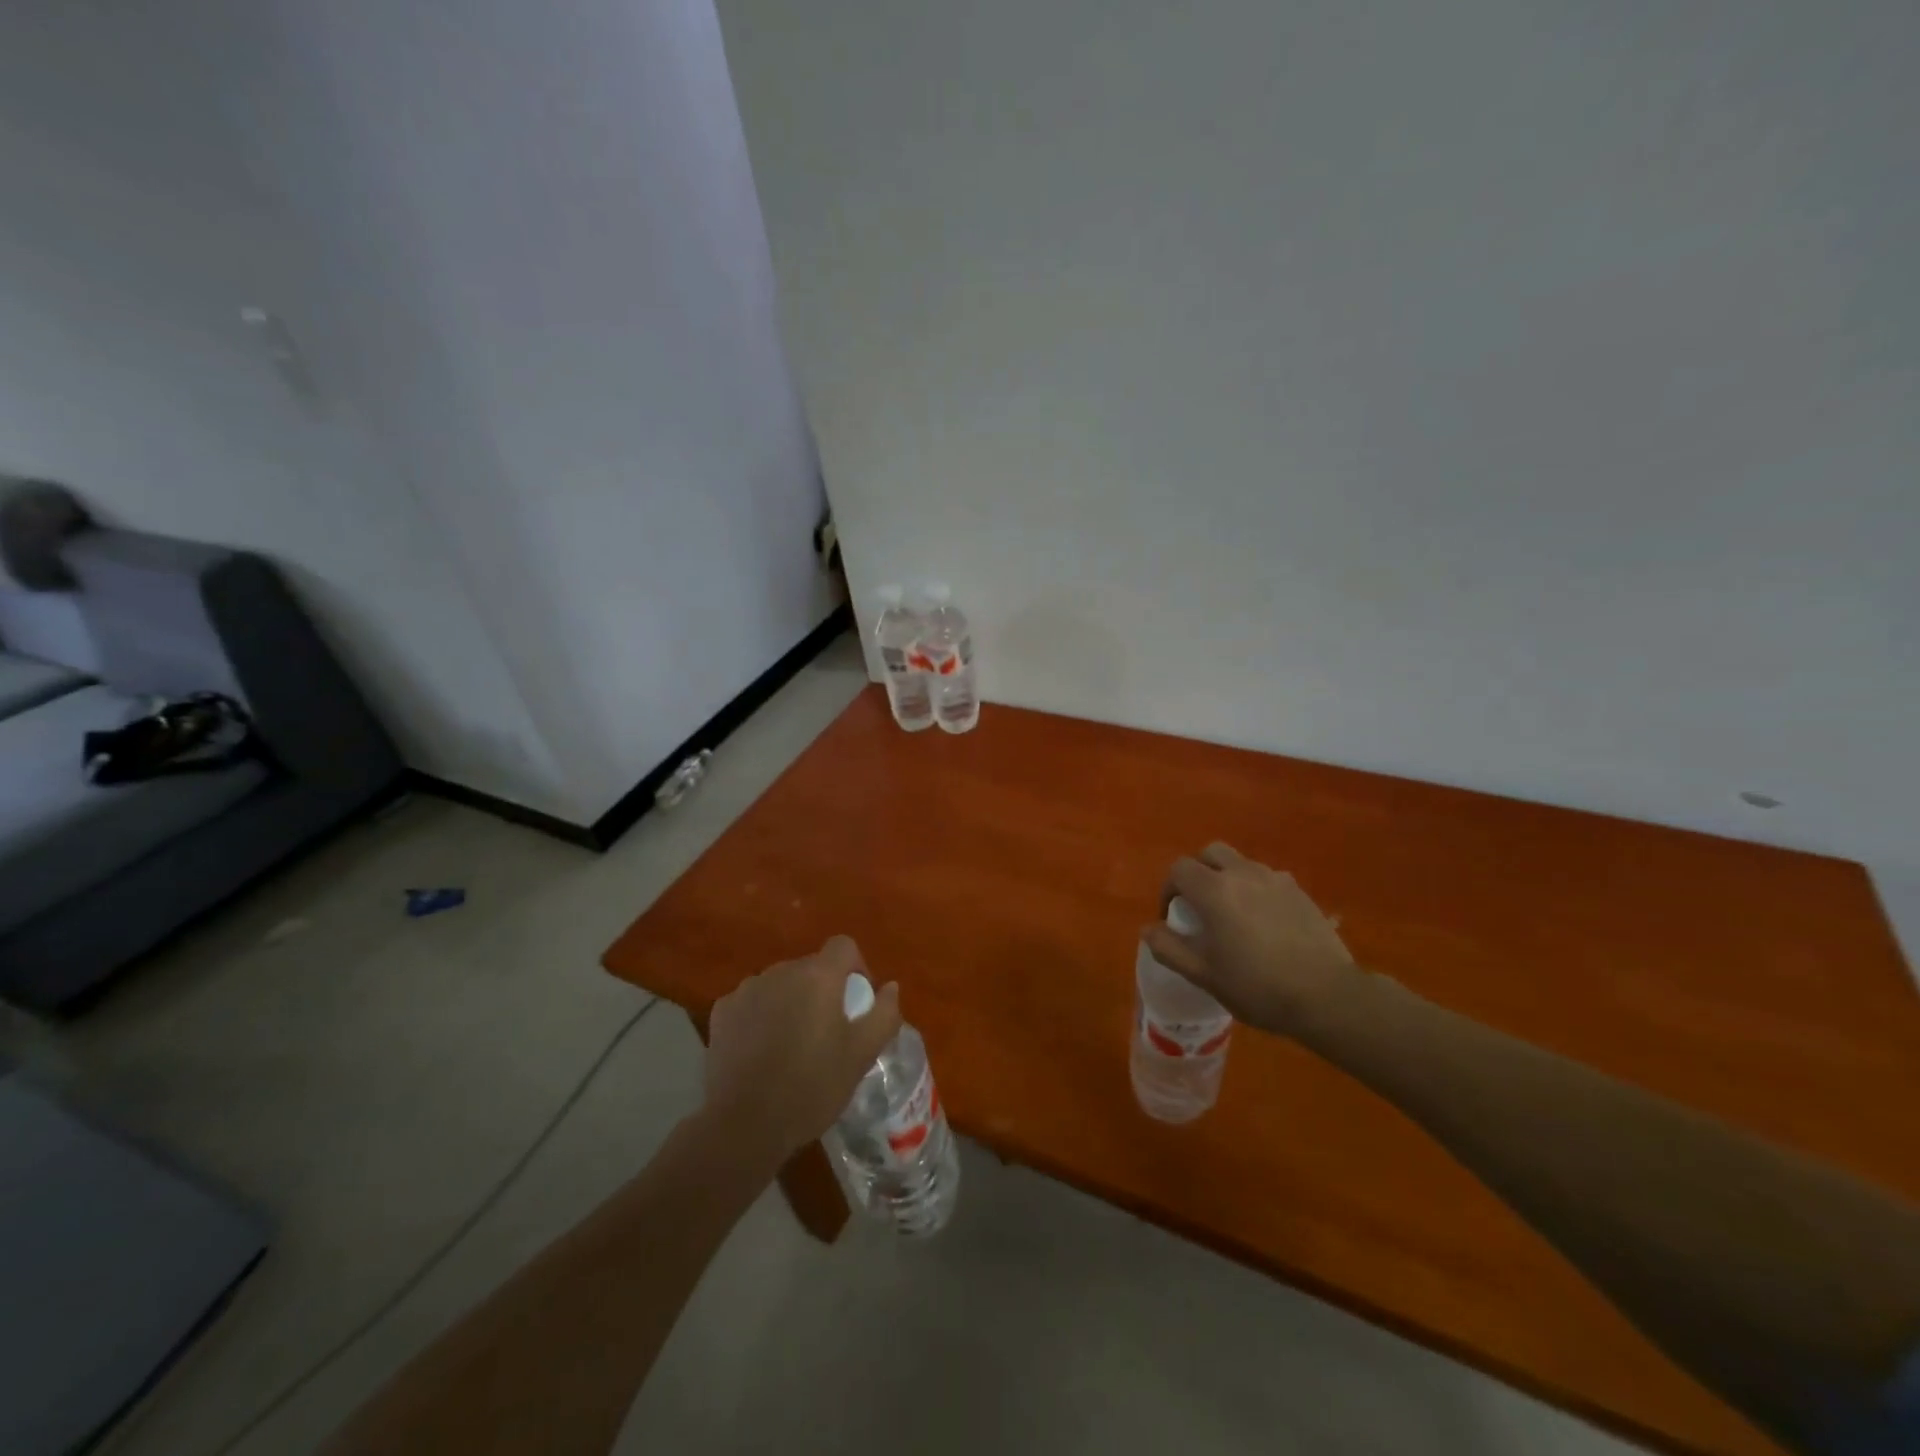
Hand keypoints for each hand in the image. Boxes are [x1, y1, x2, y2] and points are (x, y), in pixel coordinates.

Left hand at [703, 936, 901, 1166]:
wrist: (743, 1125)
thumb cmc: (812, 1087)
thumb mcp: (861, 1056)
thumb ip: (883, 1014)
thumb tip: (889, 987)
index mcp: (818, 976)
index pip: (844, 946)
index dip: (856, 968)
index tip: (857, 1003)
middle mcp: (781, 971)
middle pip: (811, 967)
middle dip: (823, 990)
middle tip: (827, 1032)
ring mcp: (747, 989)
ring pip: (780, 984)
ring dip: (791, 1001)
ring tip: (792, 1044)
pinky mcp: (721, 1011)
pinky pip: (752, 1001)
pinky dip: (761, 1016)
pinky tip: (761, 1051)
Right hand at [1142, 842, 1360, 1036]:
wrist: (1327, 995)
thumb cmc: (1257, 986)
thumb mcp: (1204, 975)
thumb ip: (1169, 948)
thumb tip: (1148, 928)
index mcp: (1214, 891)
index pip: (1179, 869)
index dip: (1169, 889)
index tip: (1174, 916)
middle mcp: (1242, 874)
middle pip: (1210, 852)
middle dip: (1198, 872)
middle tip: (1199, 904)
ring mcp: (1275, 880)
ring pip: (1241, 863)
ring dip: (1228, 878)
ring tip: (1233, 914)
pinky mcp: (1300, 892)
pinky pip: (1268, 879)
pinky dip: (1256, 890)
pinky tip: (1265, 922)